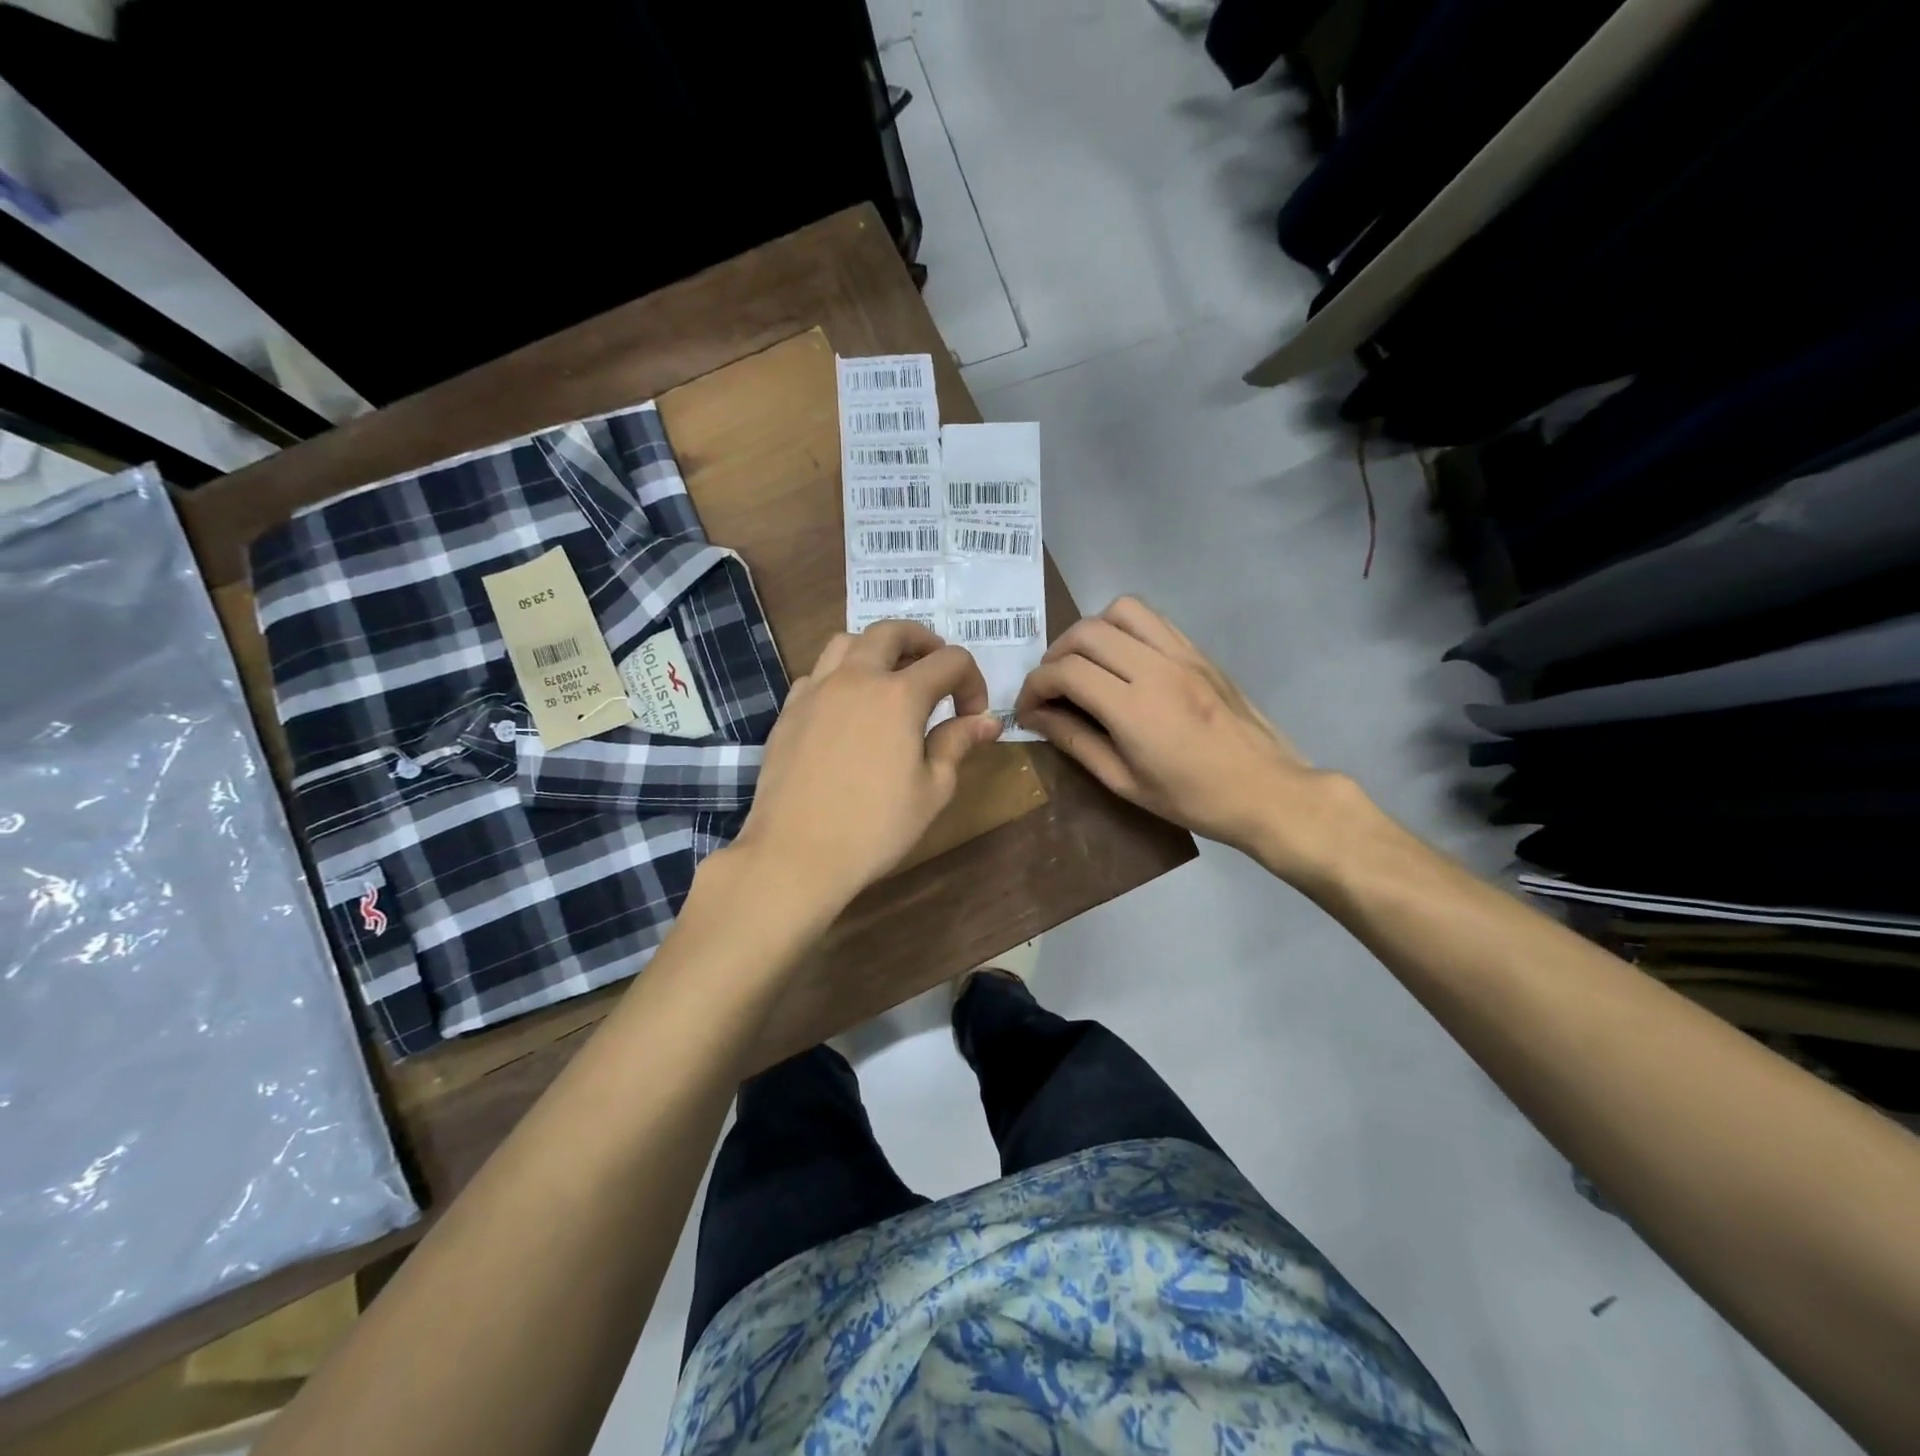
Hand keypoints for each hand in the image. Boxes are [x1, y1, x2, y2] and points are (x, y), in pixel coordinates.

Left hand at [733, 620, 1002, 910]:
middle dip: (923, 642)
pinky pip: (817, 672)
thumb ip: (957, 744)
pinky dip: (840, 675)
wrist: (795, 854)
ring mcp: (816, 690)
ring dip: (876, 649)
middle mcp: (856, 678)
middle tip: (936, 670)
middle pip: (892, 631)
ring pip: (847, 641)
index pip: (949, 661)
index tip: (973, 715)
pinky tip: (847, 707)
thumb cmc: (875, 828)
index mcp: (900, 695)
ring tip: (889, 678)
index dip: (972, 681)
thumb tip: (987, 721)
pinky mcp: (789, 710)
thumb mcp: (932, 790)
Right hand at [1014, 596, 1367, 883]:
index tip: (1027, 708)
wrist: (1268, 790)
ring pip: (1121, 610)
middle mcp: (1156, 668)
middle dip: (1054, 655)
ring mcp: (1182, 654)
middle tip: (1050, 686)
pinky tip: (1121, 659)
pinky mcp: (1199, 652)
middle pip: (1086, 633)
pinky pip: (1153, 619)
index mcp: (1134, 709)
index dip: (1034, 686)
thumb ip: (1076, 742)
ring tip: (1084, 662)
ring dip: (1090, 631)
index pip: (1066, 672)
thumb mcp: (1125, 782)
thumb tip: (1037, 717)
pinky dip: (1124, 628)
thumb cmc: (1193, 799)